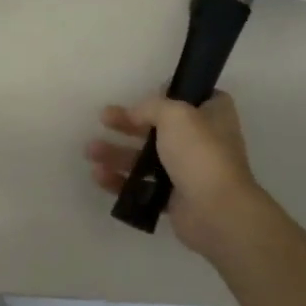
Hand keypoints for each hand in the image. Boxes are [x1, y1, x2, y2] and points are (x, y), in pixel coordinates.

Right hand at [86, 91, 261, 254]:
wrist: (215, 210)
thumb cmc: (200, 154)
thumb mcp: (176, 114)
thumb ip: (152, 106)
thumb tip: (135, 112)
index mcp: (212, 118)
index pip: (194, 99)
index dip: (171, 94)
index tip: (147, 95)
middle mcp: (202, 143)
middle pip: (159, 128)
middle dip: (128, 124)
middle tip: (103, 119)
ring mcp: (187, 172)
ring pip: (146, 158)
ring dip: (117, 153)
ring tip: (90, 152)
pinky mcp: (173, 199)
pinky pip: (141, 186)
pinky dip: (120, 181)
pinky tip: (98, 175)